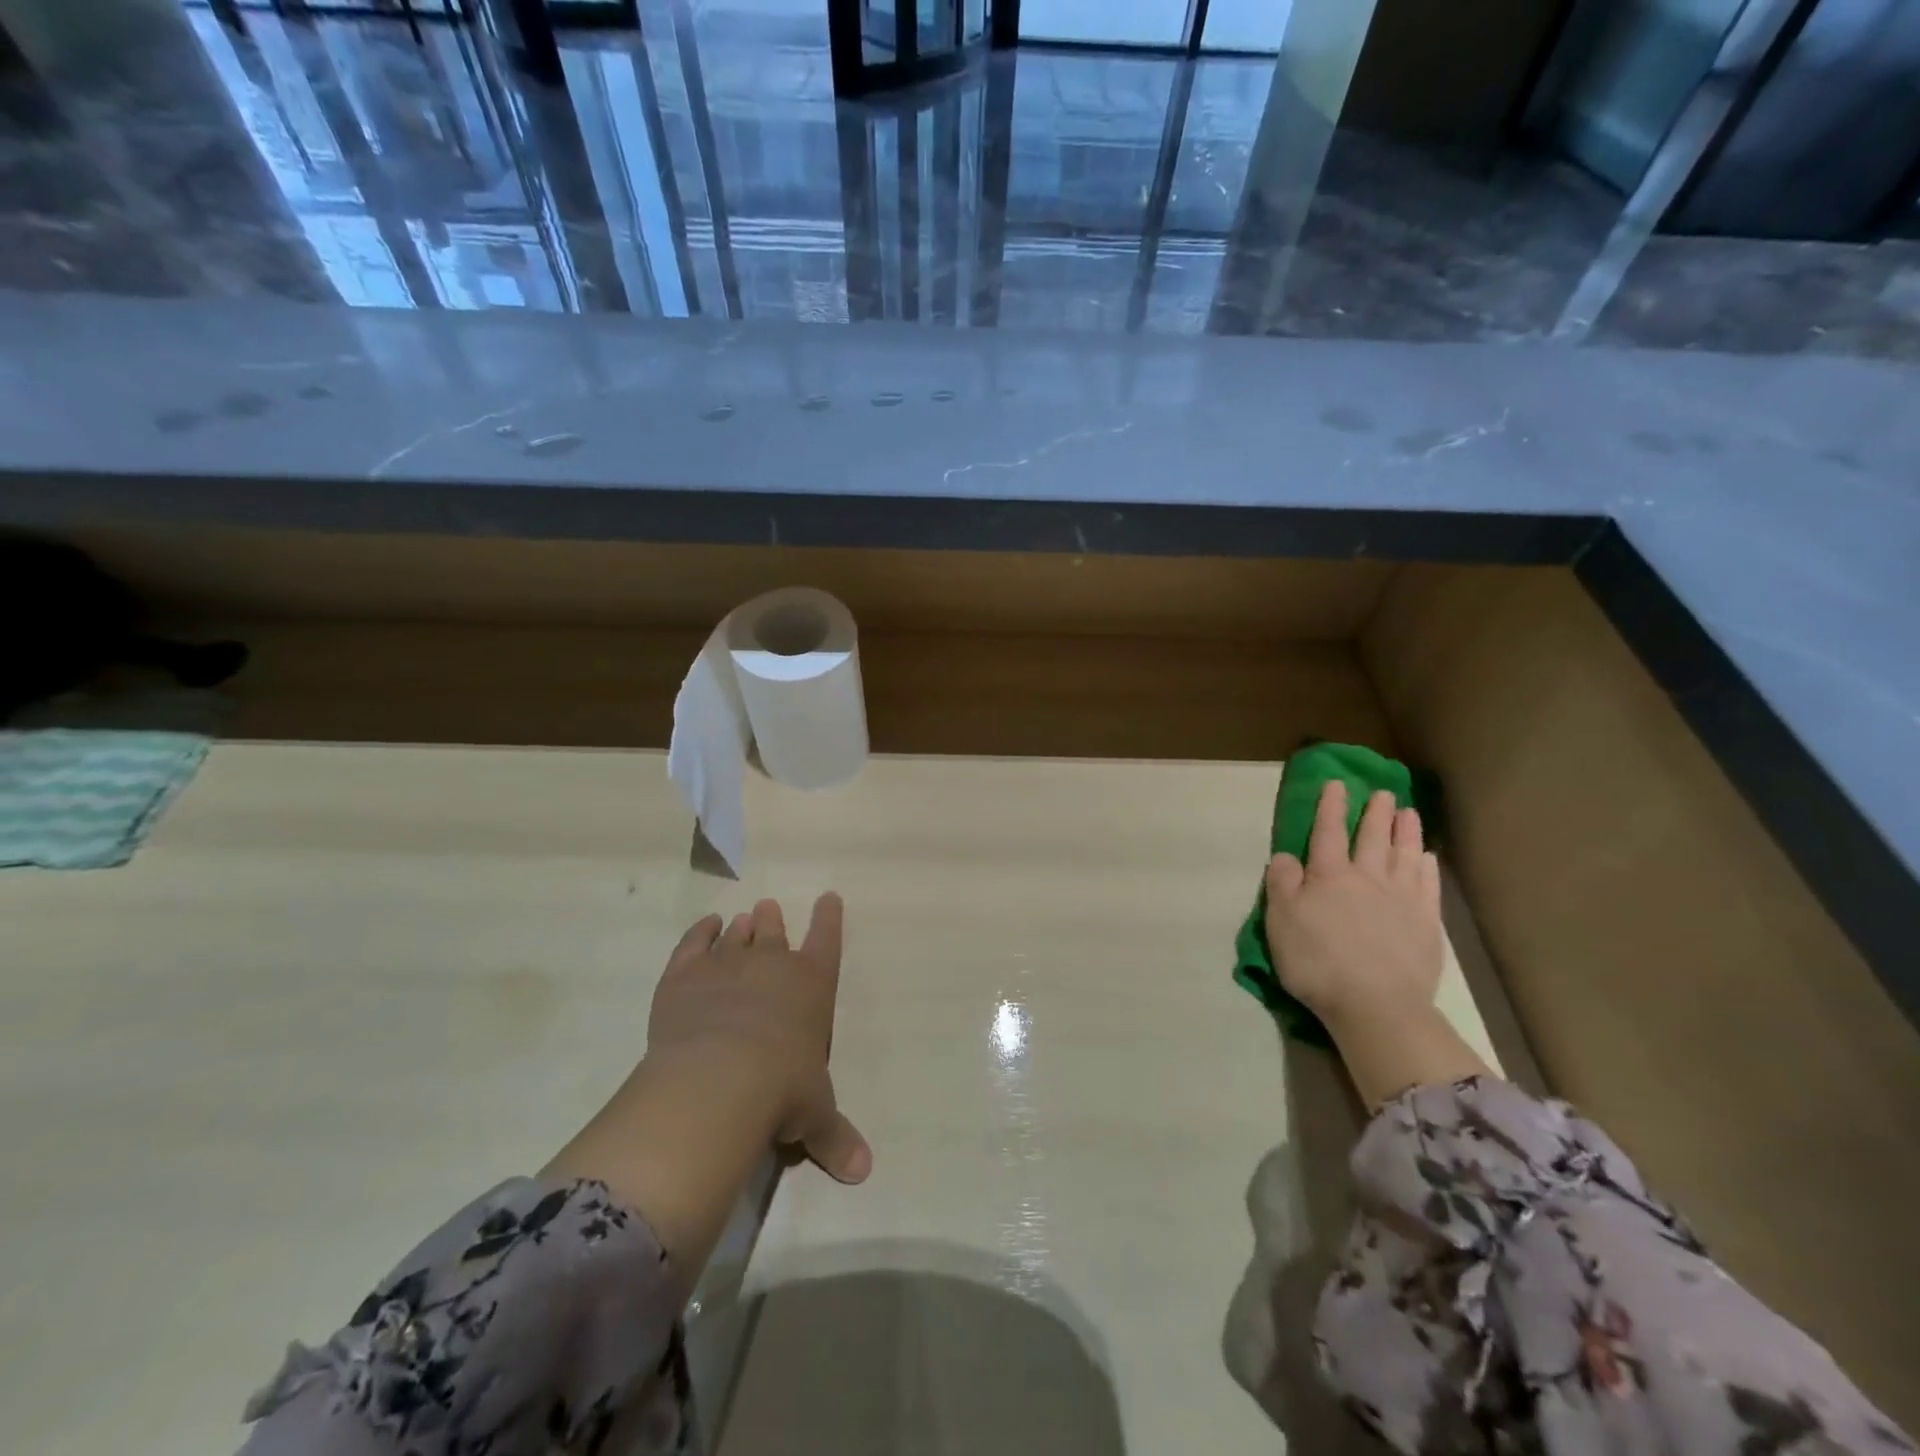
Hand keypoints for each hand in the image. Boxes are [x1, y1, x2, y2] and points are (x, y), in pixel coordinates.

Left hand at [544, 893, 867, 1288]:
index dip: (829, 919)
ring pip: (736, 937)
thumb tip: (864, 1173)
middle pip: (775, 933)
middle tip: (769, 908)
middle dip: (774, 922)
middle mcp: (773, 965)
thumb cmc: (782, 1091)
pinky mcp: (684, 976)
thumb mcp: (814, 1117)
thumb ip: (835, 1137)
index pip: (827, 940)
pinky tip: (705, 926)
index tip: (829, 897)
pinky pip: (693, 944)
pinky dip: (699, 933)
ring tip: (742, 919)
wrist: (719, 1080)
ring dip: (741, 928)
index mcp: (813, 986)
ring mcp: (726, 965)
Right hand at [1265, 781, 1486, 1105]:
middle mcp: (1367, 877)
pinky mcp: (1426, 922)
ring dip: (1405, 831)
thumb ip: (1281, 883)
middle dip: (1374, 813)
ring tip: (1408, 812)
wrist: (1375, 1004)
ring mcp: (1401, 898)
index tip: (1336, 784)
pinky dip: (1427, 865)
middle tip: (1382, 792)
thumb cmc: (1317, 962)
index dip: (1330, 807)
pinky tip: (1427, 856)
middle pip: (1371, 837)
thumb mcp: (1280, 922)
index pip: (1327, 832)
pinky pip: (1427, 883)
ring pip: (1404, 854)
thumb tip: (1285, 856)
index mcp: (1328, 875)